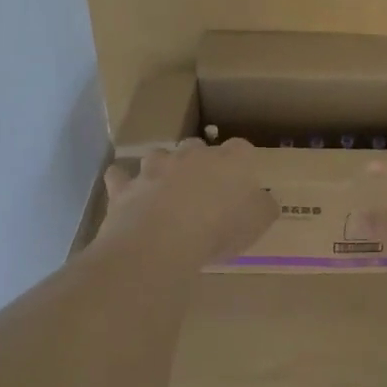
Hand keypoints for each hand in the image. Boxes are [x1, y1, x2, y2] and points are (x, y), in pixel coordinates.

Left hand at [98, 138, 277, 265]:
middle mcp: (191, 155)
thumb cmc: (219, 229)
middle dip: (199, 161)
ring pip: (158, 156)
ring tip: (165, 191)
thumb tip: (265, 200)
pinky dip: (123, 183)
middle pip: (196, 146)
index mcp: (229, 161)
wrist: (162, 240)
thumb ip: (264, 207)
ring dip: (162, 168)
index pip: (241, 148)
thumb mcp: (258, 223)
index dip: (241, 162)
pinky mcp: (126, 186)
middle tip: (203, 188)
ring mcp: (155, 167)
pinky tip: (127, 194)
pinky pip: (120, 177)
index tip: (242, 179)